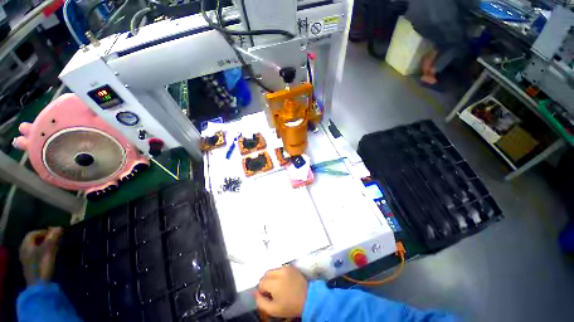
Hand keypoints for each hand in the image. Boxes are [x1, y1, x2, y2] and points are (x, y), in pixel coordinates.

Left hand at [19, 227, 62, 284]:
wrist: (39, 285)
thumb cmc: (42, 265)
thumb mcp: (49, 249)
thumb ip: (53, 237)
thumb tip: (59, 227)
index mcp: (26, 245)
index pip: (34, 233)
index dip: (44, 231)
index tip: (55, 233)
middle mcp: (24, 250)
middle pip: (34, 241)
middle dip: (45, 239)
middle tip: (57, 239)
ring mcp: (27, 259)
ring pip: (36, 249)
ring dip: (46, 246)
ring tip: (56, 247)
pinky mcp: (32, 266)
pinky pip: (37, 255)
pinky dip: (44, 253)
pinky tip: (51, 256)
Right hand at [255, 265, 307, 317]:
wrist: (309, 298)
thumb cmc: (291, 306)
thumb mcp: (273, 310)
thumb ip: (261, 302)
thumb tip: (256, 293)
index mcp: (274, 282)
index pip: (261, 282)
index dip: (261, 290)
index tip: (267, 296)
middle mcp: (279, 271)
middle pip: (266, 274)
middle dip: (265, 282)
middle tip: (271, 291)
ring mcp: (286, 267)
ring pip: (272, 270)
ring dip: (271, 277)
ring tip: (277, 286)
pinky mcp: (291, 266)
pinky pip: (280, 268)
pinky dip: (278, 273)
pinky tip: (283, 281)